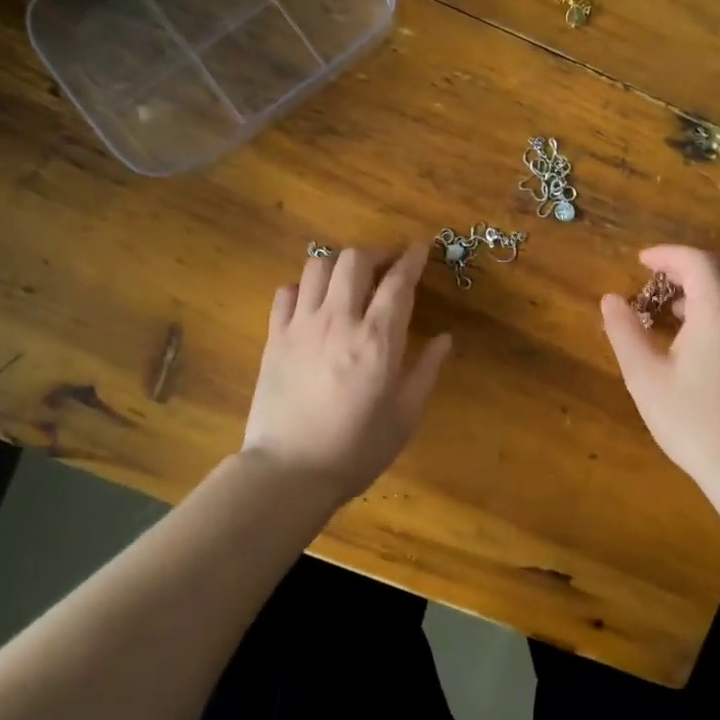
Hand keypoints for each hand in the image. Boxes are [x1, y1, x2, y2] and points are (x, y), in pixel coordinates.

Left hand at [242, 246, 452, 500]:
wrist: (290, 472)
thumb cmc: (357, 448)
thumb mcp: (405, 415)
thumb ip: (427, 370)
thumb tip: (444, 338)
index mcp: (378, 339)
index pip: (399, 282)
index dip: (412, 258)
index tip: (421, 247)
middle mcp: (339, 320)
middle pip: (354, 259)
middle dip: (376, 253)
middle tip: (387, 266)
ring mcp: (302, 326)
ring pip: (317, 266)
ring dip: (338, 265)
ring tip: (349, 280)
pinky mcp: (275, 338)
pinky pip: (286, 292)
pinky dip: (303, 288)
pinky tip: (313, 304)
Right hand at [600, 246, 719, 490]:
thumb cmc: (693, 421)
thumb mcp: (645, 378)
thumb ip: (625, 332)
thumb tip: (610, 300)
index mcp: (718, 312)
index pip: (697, 260)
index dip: (668, 254)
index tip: (644, 263)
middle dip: (701, 262)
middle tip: (671, 281)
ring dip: (717, 288)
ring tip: (684, 317)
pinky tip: (711, 348)